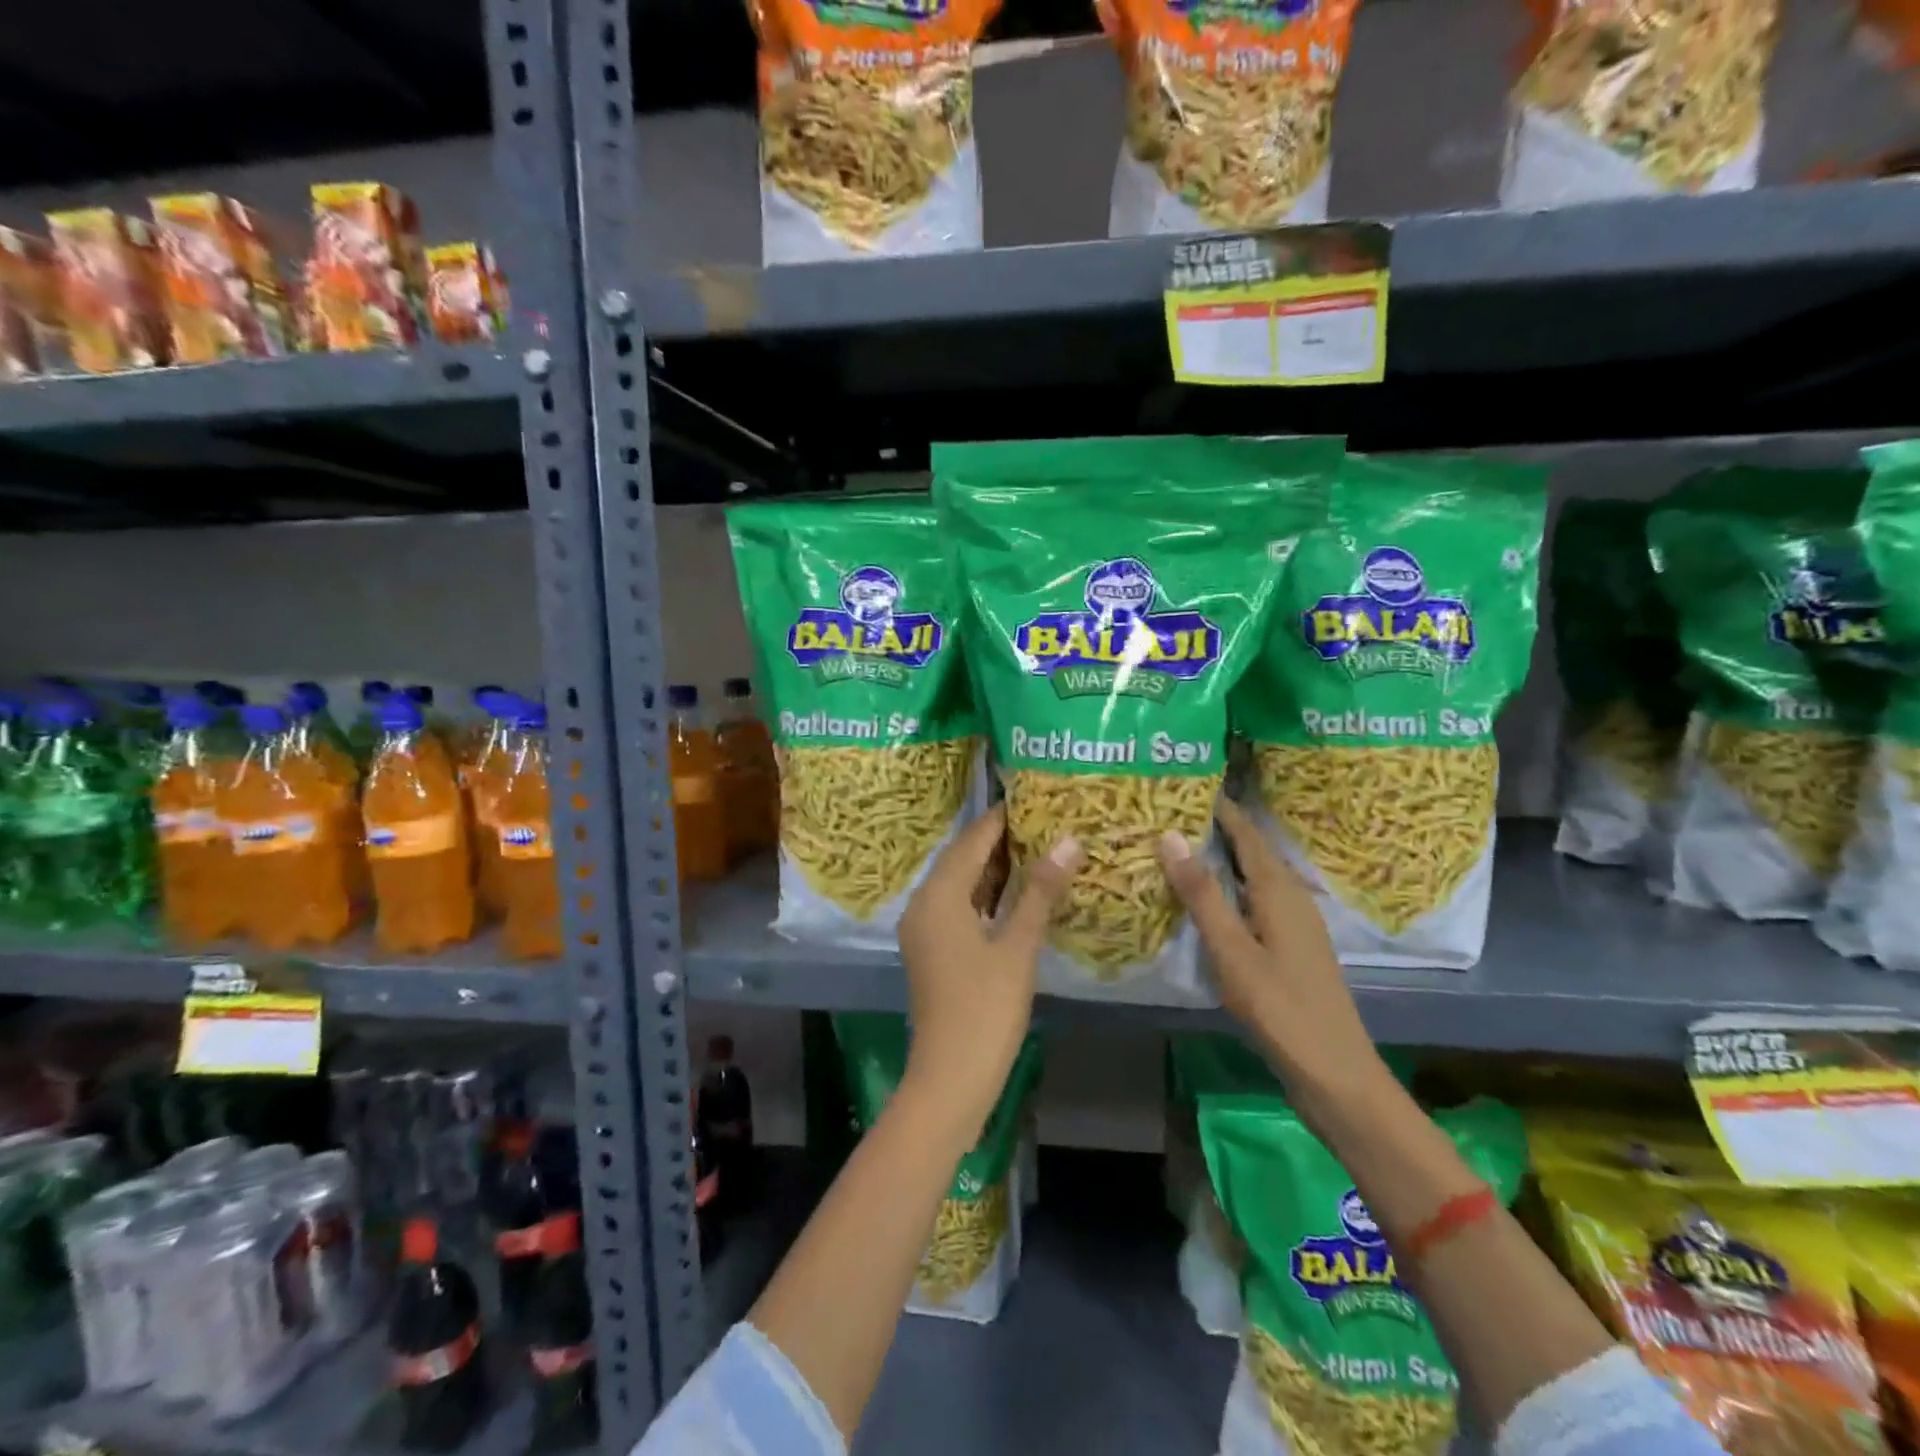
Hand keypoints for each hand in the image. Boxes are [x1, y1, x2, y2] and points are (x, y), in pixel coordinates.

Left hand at [897, 805, 1081, 1134]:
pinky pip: (961, 907)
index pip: (972, 840)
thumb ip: (1040, 891)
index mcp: (938, 896)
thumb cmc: (985, 1009)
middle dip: (1003, 840)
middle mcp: (924, 904)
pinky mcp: (934, 950)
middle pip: (964, 858)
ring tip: (1042, 847)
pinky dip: (988, 896)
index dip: (1003, 818)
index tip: (1037, 797)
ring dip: (997, 868)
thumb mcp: (1018, 947)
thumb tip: (1069, 840)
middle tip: (1047, 820)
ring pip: (963, 884)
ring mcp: (926, 929)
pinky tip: (1021, 892)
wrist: (951, 1078)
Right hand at [1158, 798, 1389, 1117]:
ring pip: (1252, 875)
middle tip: (1169, 812)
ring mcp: (1294, 922)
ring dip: (1220, 858)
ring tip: (1179, 846)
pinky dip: (1228, 888)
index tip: (1182, 783)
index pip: (1244, 831)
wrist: (1334, 1072)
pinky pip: (1255, 899)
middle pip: (1250, 849)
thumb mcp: (1232, 950)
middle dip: (1214, 828)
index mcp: (1278, 888)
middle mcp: (1291, 895)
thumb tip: (1169, 835)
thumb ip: (1201, 893)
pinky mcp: (1291, 945)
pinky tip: (1206, 899)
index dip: (1218, 806)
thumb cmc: (1280, 1008)